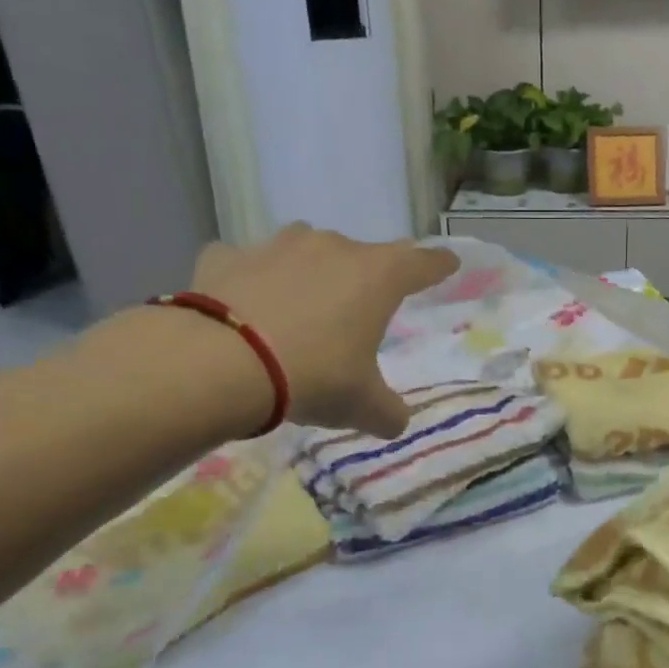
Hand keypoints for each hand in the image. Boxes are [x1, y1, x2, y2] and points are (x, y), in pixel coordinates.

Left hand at [190, 226, 457, 437]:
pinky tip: (244, 304)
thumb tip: (396, 420)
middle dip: (366, 277)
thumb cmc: (313, 377)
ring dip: (310, 271)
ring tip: (302, 303)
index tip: (449, 263)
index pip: (421, 263)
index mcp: (376, 277)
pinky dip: (250, 279)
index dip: (438, 265)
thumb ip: (388, 412)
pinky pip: (246, 264)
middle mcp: (331, 249)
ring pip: (305, 249)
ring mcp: (276, 247)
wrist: (220, 364)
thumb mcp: (362, 406)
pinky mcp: (225, 257)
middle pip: (361, 255)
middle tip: (361, 306)